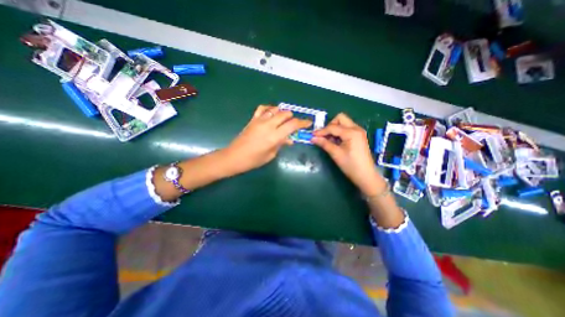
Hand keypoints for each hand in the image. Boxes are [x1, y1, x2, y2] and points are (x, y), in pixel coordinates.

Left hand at [223, 104, 311, 173]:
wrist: (235, 157)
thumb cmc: (254, 160)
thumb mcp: (271, 154)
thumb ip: (281, 144)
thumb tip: (289, 139)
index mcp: (274, 136)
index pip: (292, 125)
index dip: (302, 123)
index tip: (308, 123)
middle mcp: (268, 125)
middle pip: (285, 114)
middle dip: (293, 118)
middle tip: (294, 125)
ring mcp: (259, 120)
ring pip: (275, 109)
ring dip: (282, 113)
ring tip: (284, 120)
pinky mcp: (253, 119)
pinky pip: (263, 108)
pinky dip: (270, 109)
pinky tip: (271, 115)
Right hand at [311, 111, 385, 194]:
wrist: (365, 176)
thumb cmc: (351, 165)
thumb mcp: (336, 154)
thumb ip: (324, 144)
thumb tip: (312, 138)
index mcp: (352, 132)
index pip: (333, 127)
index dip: (321, 131)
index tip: (312, 135)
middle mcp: (356, 128)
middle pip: (340, 118)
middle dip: (330, 125)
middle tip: (324, 136)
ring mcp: (358, 132)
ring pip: (343, 123)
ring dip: (334, 129)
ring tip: (329, 140)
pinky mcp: (358, 136)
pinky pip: (346, 129)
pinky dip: (339, 133)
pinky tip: (335, 142)